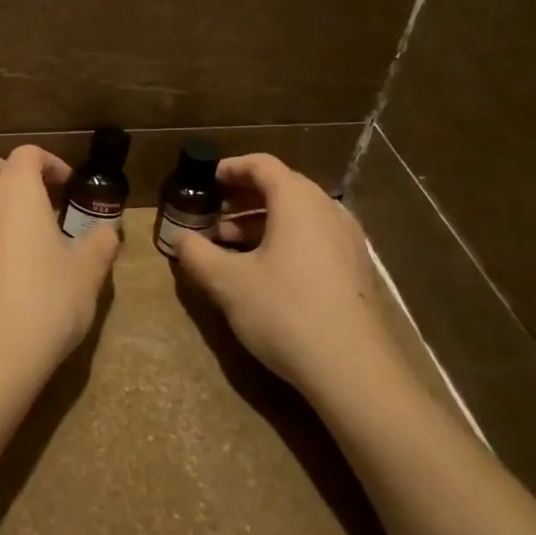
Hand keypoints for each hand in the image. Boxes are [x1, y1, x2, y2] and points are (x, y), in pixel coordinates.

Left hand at [0, 144, 119, 401]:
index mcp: (14, 192)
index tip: (71, 187)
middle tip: (38, 195)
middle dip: (8, 168)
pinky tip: (13, 266)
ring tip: (32, 234)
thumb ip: (101, 242)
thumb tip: (108, 230)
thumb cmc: (46, 302)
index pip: (26, 154)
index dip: (51, 163)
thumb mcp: (88, 272)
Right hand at [173, 153, 407, 401]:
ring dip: (261, 222)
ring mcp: (347, 240)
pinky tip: (263, 271)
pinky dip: (284, 240)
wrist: (353, 369)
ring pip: (298, 215)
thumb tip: (180, 239)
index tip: (205, 181)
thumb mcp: (227, 282)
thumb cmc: (284, 311)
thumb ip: (197, 254)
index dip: (230, 168)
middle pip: (282, 187)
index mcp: (298, 201)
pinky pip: (313, 237)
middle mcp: (327, 210)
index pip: (262, 165)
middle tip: (212, 216)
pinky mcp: (355, 269)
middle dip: (242, 198)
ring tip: (229, 246)